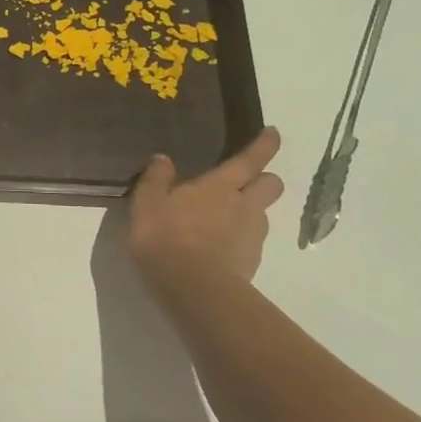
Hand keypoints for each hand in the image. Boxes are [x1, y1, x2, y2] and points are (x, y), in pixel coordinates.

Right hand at [129, 128, 283, 299]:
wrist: (193, 288)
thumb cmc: (165, 237)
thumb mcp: (147, 203)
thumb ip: (156, 179)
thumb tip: (163, 159)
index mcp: (219, 186)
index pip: (250, 159)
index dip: (264, 145)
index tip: (273, 133)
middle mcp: (244, 205)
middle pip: (271, 185)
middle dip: (264, 179)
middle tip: (246, 182)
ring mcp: (252, 236)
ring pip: (262, 214)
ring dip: (249, 212)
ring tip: (221, 222)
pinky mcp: (251, 262)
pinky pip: (251, 242)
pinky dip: (238, 241)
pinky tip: (216, 250)